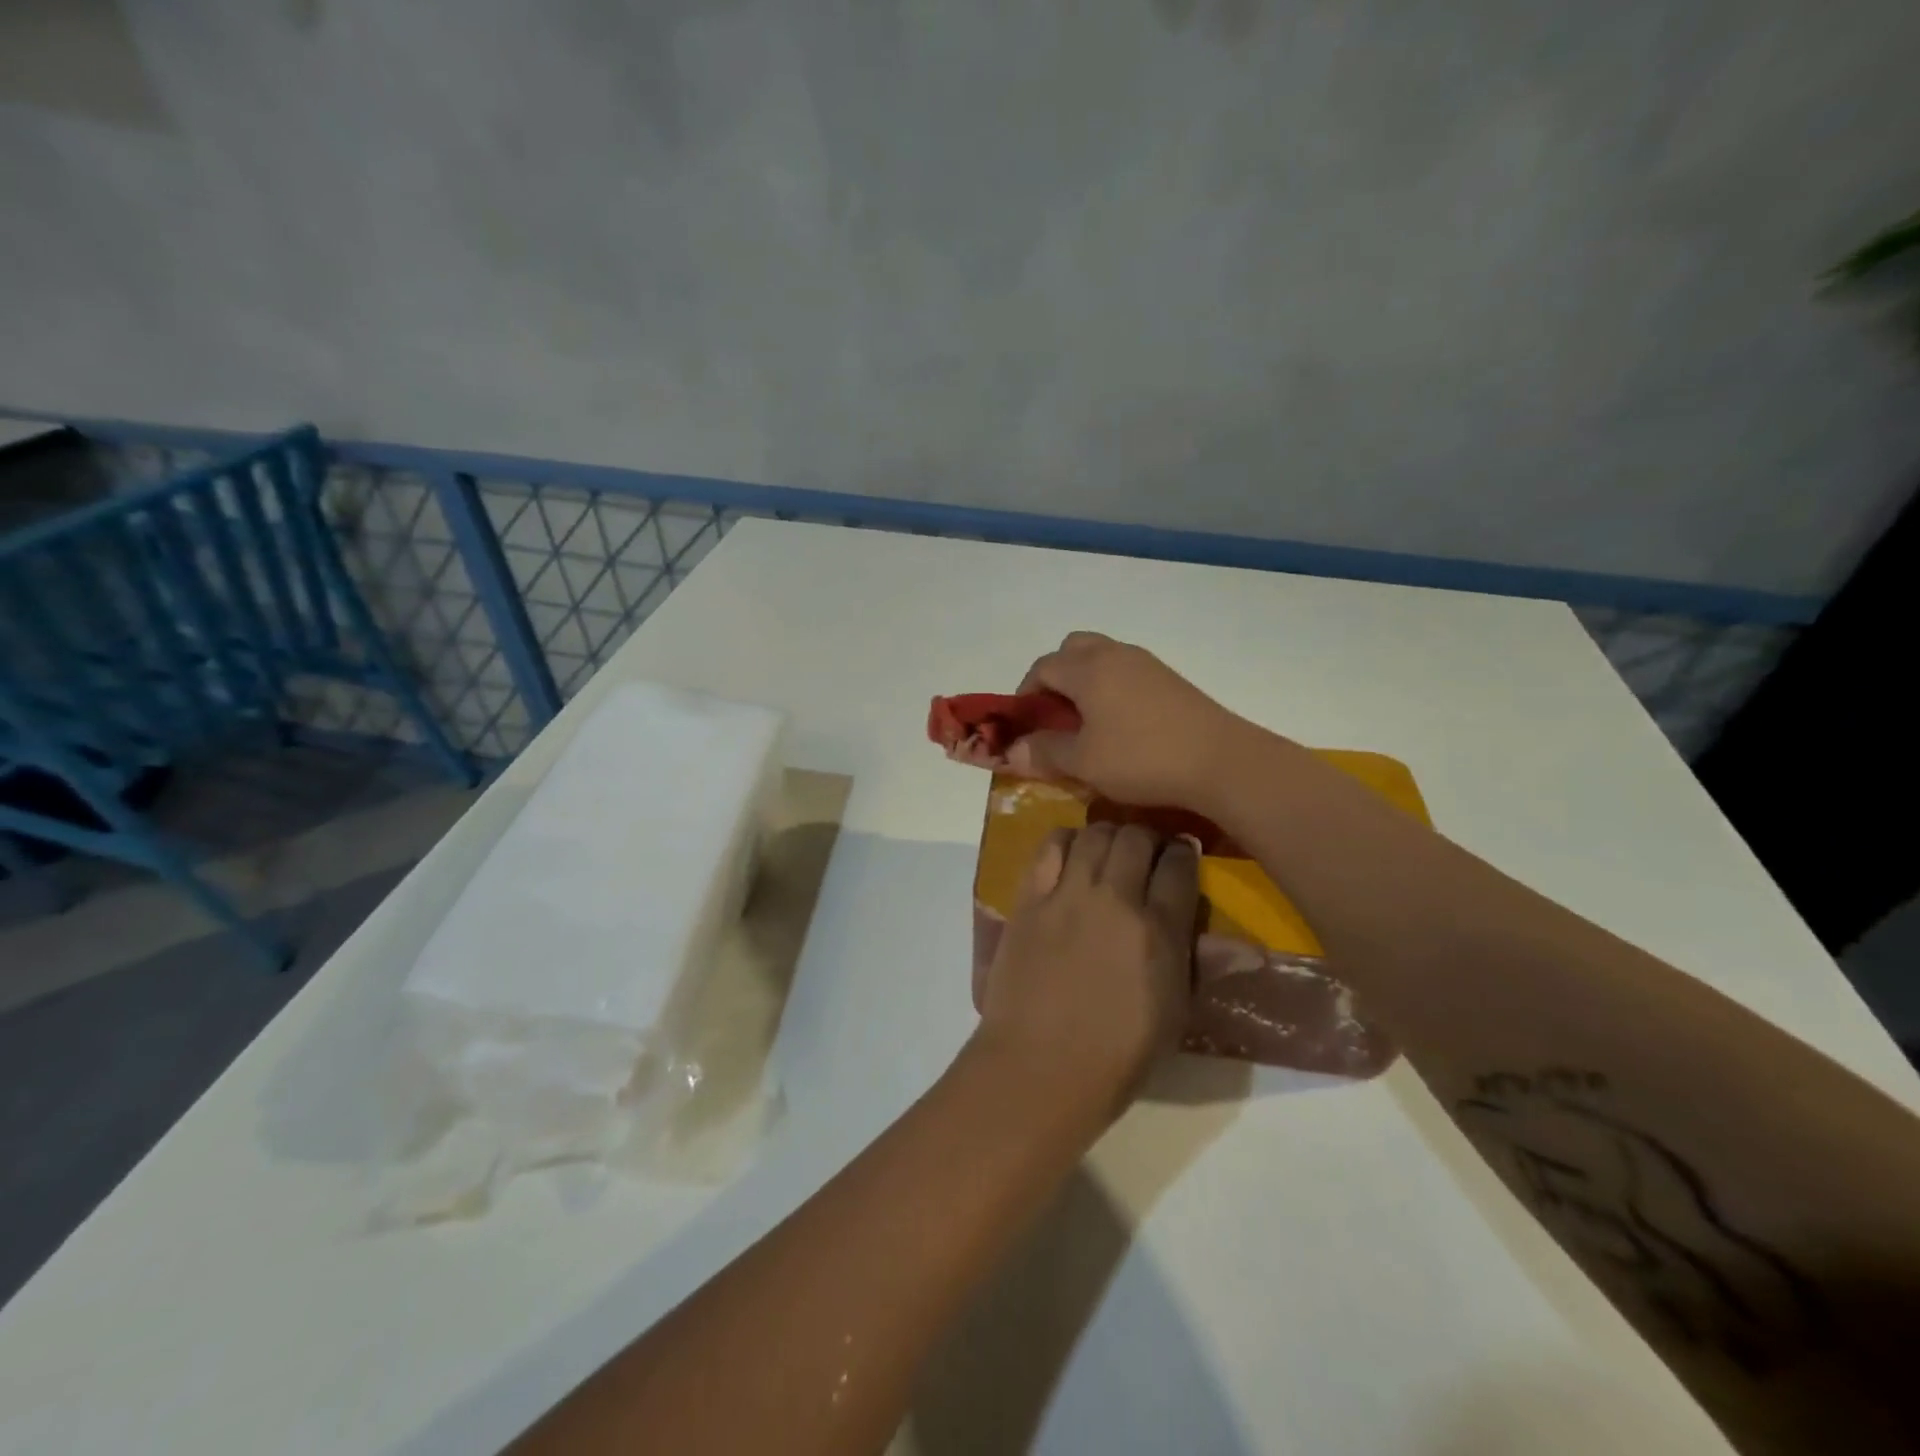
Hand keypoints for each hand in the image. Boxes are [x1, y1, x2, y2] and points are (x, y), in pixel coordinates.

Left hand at [973, 823, 1200, 1119]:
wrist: (1040, 1066)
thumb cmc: (1117, 1053)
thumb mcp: (1174, 1014)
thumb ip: (1203, 967)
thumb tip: (1252, 949)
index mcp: (1158, 930)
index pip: (1179, 866)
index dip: (1184, 854)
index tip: (1182, 856)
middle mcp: (1114, 898)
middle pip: (1136, 838)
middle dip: (1148, 839)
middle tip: (1146, 854)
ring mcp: (1067, 894)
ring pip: (1095, 833)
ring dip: (1109, 835)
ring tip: (1109, 851)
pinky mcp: (1029, 898)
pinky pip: (1049, 846)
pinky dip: (1065, 840)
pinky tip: (1070, 853)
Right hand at [1006, 632, 1245, 810]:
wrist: (1221, 761)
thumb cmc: (1141, 759)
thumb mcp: (1083, 763)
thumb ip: (1044, 753)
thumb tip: (1012, 751)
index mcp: (1088, 668)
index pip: (1042, 667)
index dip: (1025, 694)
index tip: (1024, 724)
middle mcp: (1115, 655)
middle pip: (1072, 649)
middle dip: (1055, 676)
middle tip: (1054, 714)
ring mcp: (1147, 664)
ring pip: (1102, 657)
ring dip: (1085, 681)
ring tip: (1085, 722)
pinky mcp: (1170, 680)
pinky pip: (1126, 671)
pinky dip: (1111, 688)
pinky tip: (1120, 725)